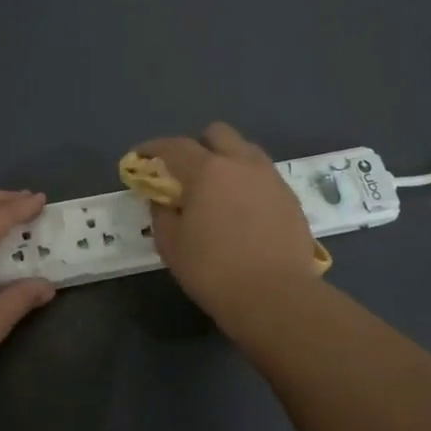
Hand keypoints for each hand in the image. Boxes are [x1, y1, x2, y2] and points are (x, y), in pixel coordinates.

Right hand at [134, 123, 317, 322]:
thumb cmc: (213, 269)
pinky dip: (246, 182)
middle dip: (198, 145)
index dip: (152, 148)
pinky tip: (240, 210)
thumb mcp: (171, 244)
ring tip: (216, 190)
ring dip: (226, 160)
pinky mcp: (290, 198)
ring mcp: (270, 178)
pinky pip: (263, 176)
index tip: (140, 157)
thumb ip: (162, 213)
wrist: (275, 296)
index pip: (174, 146)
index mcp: (207, 171)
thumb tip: (163, 199)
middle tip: (185, 172)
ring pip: (245, 151)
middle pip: (218, 134)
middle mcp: (241, 163)